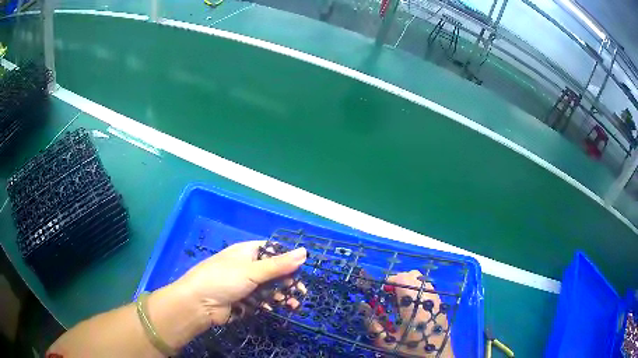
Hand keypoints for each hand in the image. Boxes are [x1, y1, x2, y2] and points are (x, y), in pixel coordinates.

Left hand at [175, 241, 306, 326]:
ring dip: (282, 295)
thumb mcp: (252, 271)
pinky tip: (277, 308)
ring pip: (269, 288)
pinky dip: (271, 304)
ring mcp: (245, 285)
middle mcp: (246, 267)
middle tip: (301, 291)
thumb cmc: (223, 280)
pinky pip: (262, 300)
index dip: (287, 258)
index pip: (272, 250)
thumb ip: (279, 264)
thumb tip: (305, 252)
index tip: (301, 269)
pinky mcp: (244, 301)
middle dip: (287, 281)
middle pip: (273, 271)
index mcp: (246, 252)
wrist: (199, 304)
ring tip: (293, 305)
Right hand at [362, 270, 453, 356]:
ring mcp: (436, 301)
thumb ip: (373, 323)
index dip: (389, 281)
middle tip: (389, 294)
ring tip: (400, 299)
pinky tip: (412, 305)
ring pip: (422, 280)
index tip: (381, 291)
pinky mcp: (441, 305)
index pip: (402, 280)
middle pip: (413, 275)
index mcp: (413, 307)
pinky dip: (418, 290)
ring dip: (409, 284)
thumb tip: (362, 305)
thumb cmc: (409, 350)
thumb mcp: (386, 342)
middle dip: (398, 281)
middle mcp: (427, 299)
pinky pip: (429, 288)